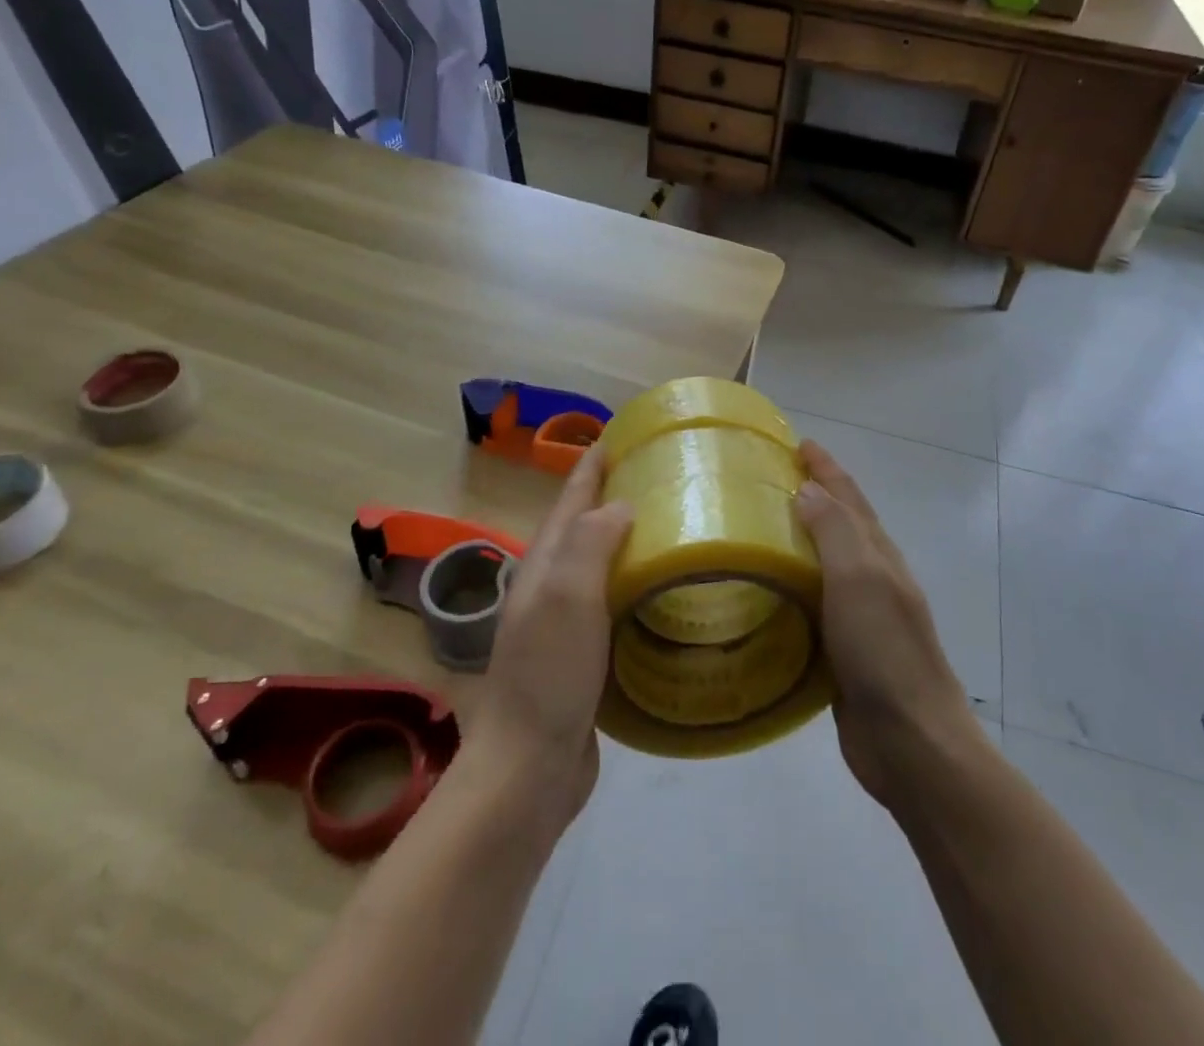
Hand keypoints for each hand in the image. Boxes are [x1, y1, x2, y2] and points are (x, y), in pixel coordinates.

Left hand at [467, 447, 632, 826]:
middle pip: (588, 525)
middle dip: (618, 493)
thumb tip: (623, 505)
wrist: (528, 769)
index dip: (594, 464)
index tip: (625, 433)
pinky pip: (617, 604)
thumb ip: (592, 542)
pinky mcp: (587, 656)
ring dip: (631, 539)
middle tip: (666, 475)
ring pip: (604, 564)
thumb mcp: (567, 596)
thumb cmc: (548, 675)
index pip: (573, 497)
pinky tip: (667, 589)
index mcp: (546, 563)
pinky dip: (639, 584)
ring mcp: (568, 623)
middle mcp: (554, 585)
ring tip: (675, 523)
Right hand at [796, 439, 975, 807]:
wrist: (911, 741)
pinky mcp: (842, 652)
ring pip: (824, 566)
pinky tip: (765, 596)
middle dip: (813, 497)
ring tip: (757, 531)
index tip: (799, 443)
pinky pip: (812, 606)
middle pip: (840, 526)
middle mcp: (872, 579)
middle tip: (769, 481)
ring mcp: (859, 617)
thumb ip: (835, 531)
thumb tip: (809, 489)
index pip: (849, 498)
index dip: (827, 468)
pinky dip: (791, 589)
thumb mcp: (860, 578)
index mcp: (878, 555)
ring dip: (799, 542)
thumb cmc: (885, 651)